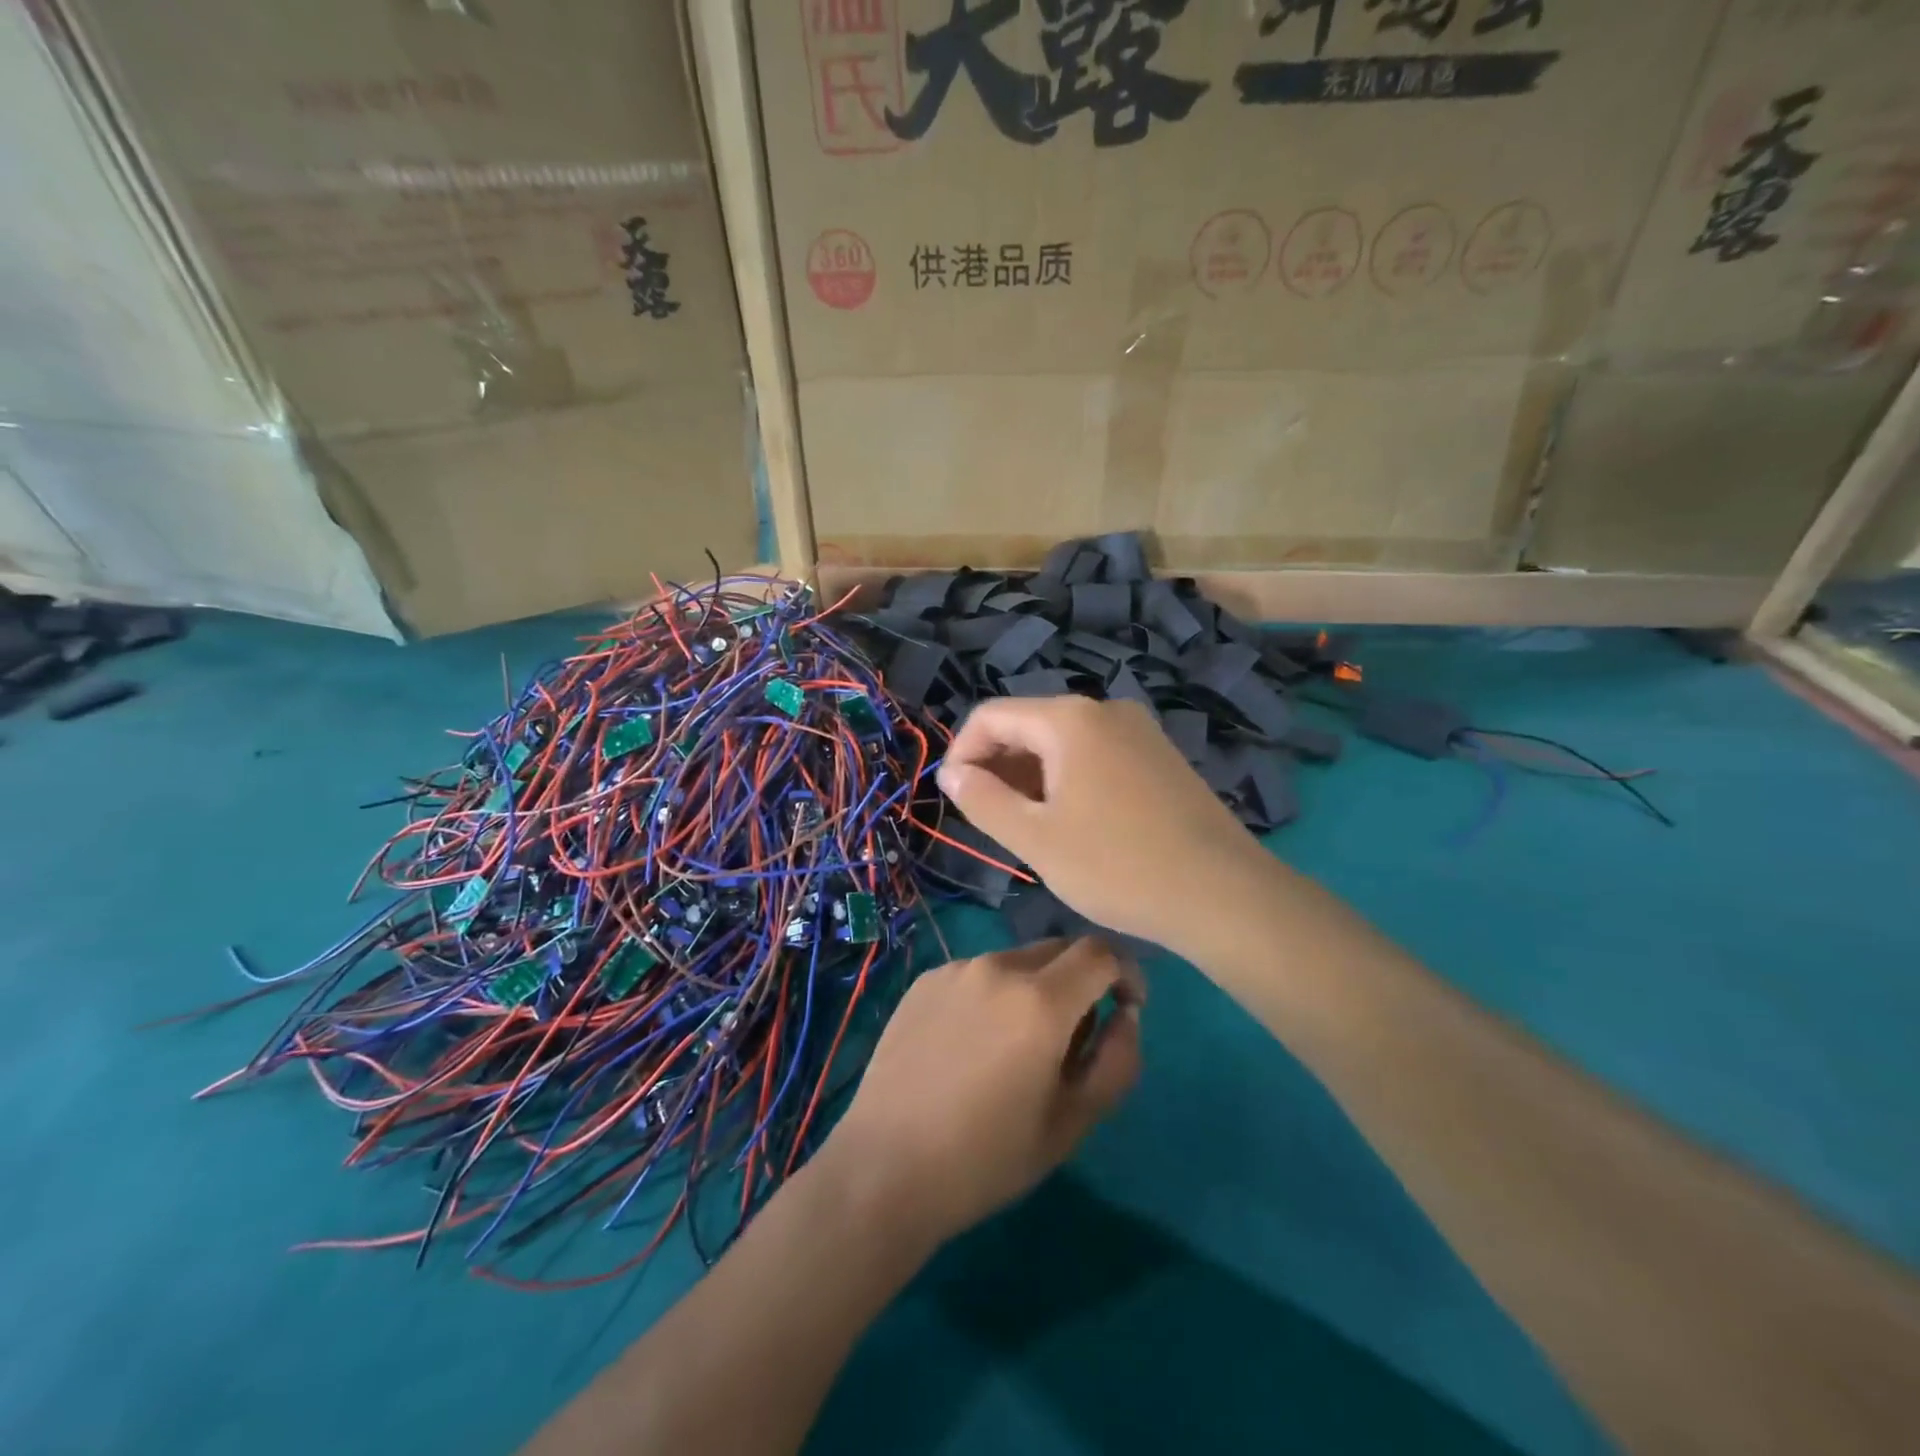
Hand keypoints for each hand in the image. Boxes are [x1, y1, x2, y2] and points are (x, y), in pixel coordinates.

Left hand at [825, 938, 1143, 1247]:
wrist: (885, 1167)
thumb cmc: (987, 1157)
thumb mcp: (1072, 1123)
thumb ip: (1116, 1061)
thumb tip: (1125, 1015)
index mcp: (1040, 1000)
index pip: (1101, 952)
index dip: (1126, 973)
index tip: (1126, 1007)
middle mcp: (998, 967)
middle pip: (1060, 951)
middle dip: (1081, 981)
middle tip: (1072, 1039)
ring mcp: (955, 970)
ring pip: (1017, 962)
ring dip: (1035, 990)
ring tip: (1015, 1049)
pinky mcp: (924, 980)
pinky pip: (978, 974)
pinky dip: (994, 996)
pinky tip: (971, 1046)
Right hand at [937, 695, 1271, 952]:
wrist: (1222, 894)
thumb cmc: (1116, 865)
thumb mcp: (1035, 838)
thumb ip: (982, 799)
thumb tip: (951, 772)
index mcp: (1069, 719)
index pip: (991, 716)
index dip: (961, 753)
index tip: (954, 799)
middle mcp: (1105, 710)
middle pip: (1028, 725)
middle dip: (998, 767)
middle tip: (990, 820)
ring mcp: (1139, 730)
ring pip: (1063, 742)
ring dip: (1032, 777)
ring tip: (1029, 827)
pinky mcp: (1160, 756)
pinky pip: (1096, 754)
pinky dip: (1068, 779)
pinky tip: (1074, 823)